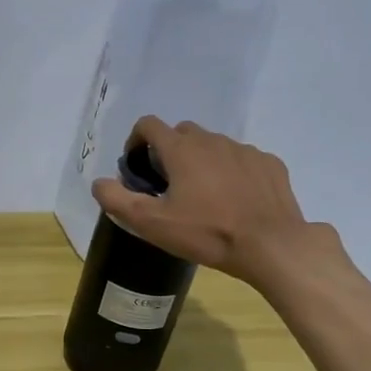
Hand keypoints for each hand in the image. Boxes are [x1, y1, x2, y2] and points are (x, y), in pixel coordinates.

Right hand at [92, 116, 351, 290]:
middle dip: (170, 151)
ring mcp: (245, 149)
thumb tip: (98, 183)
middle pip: (183, 133)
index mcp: (181, 150)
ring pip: (214, 146)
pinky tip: (235, 199)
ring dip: (202, 161)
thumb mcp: (152, 224)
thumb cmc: (207, 233)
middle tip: (169, 184)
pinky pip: (243, 159)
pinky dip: (232, 172)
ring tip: (204, 195)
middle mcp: (213, 140)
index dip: (136, 140)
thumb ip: (117, 200)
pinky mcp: (270, 163)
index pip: (149, 125)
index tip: (136, 165)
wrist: (271, 245)